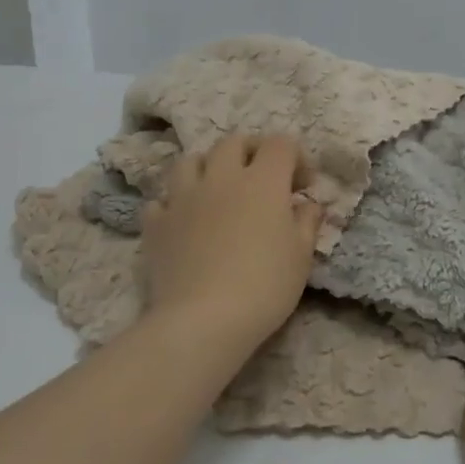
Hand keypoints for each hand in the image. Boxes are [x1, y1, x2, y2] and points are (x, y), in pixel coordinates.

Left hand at [140, 133, 322, 354]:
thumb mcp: (301, 256)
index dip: (295, 157)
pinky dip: (174, 204)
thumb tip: (308, 204)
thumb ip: (307, 222)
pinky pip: (162, 200)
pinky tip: (184, 221)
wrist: (202, 321)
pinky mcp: (157, 223)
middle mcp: (221, 177)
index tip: (302, 186)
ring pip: (191, 161)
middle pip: (234, 142)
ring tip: (217, 190)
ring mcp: (183, 197)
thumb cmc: (264, 286)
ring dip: (208, 168)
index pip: (280, 144)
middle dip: (252, 152)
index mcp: (263, 181)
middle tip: (262, 178)